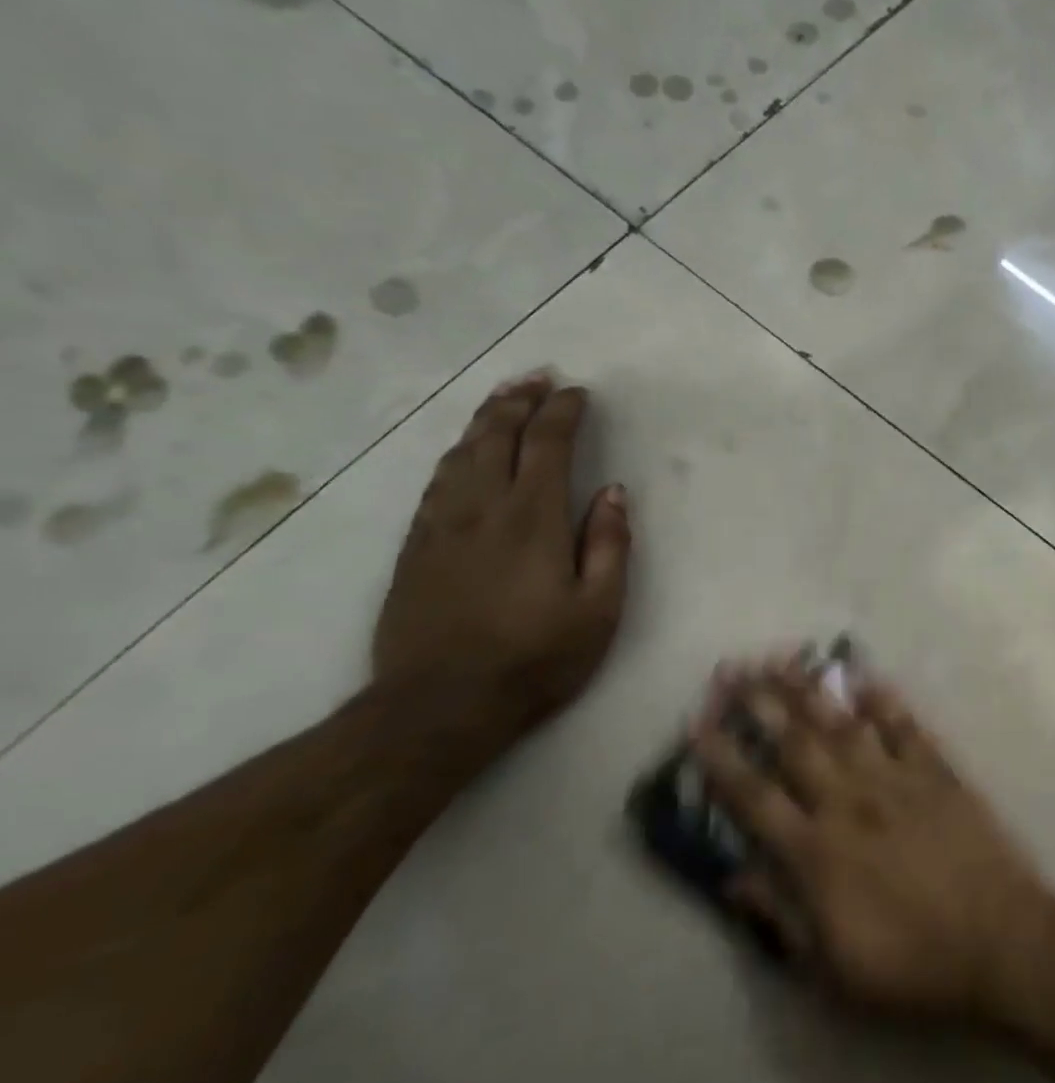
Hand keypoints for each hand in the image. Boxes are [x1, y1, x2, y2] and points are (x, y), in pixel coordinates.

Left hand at [373, 372, 633, 739]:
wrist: (439, 705)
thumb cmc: (536, 658)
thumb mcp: (598, 609)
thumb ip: (608, 545)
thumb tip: (613, 493)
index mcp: (531, 518)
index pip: (546, 444)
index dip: (562, 411)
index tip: (578, 392)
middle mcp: (481, 508)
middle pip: (495, 435)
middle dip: (518, 400)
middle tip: (538, 377)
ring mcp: (440, 525)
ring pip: (459, 453)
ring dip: (484, 419)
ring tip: (502, 399)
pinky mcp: (414, 547)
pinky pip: (434, 483)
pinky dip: (454, 455)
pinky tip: (462, 453)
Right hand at [693, 659, 1054, 1021]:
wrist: (999, 944)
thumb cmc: (911, 966)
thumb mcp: (830, 968)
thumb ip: (780, 916)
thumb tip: (733, 878)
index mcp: (817, 852)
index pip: (755, 797)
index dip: (722, 759)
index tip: (698, 724)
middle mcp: (849, 803)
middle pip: (796, 744)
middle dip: (760, 704)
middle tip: (733, 669)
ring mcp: (896, 781)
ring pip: (844, 725)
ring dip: (811, 691)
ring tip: (784, 659)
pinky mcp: (939, 774)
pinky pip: (906, 729)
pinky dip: (885, 702)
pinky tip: (866, 678)